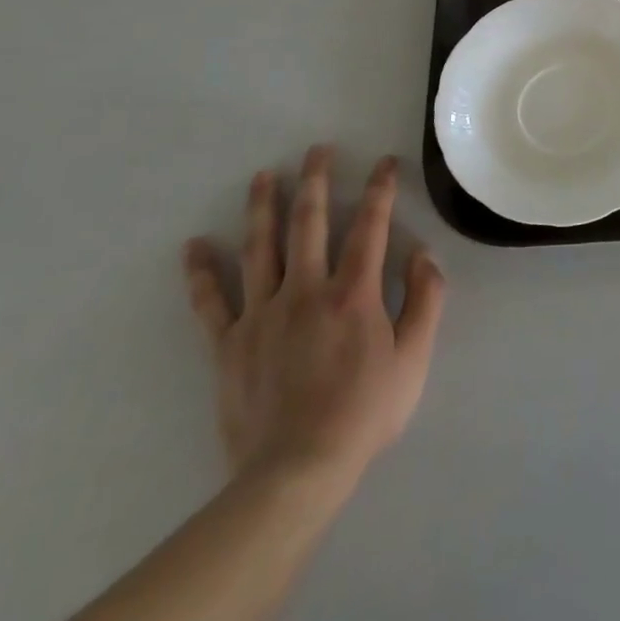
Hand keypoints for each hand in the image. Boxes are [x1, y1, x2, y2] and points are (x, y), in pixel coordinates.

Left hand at [183, 146, 447, 493]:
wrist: (296, 471)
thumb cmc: (365, 411)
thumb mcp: (414, 357)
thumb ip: (425, 299)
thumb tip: (423, 254)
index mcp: (353, 293)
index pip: (370, 226)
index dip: (380, 190)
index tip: (385, 163)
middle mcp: (305, 291)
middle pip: (309, 223)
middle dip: (315, 181)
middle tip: (317, 150)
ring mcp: (262, 315)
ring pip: (260, 249)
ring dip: (262, 208)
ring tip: (263, 176)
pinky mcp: (229, 344)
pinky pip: (211, 302)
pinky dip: (201, 272)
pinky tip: (194, 246)